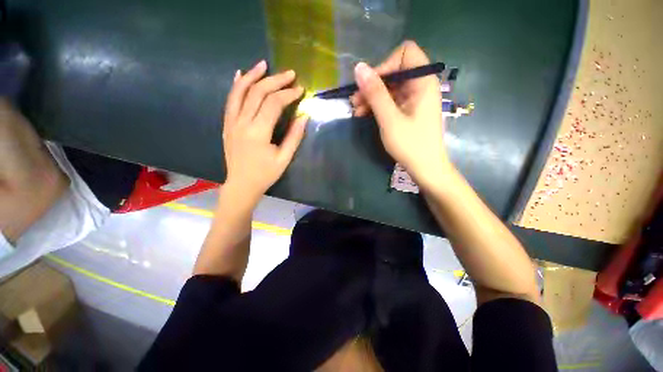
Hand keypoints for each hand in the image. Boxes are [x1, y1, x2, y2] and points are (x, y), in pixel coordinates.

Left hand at [222, 60, 306, 200]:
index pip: (273, 104)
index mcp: (258, 132)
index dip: (288, 94)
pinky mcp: (227, 124)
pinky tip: (241, 75)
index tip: (300, 90)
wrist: (241, 185)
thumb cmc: (265, 174)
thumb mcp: (284, 158)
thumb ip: (294, 137)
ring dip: (253, 76)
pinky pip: (230, 100)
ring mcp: (231, 122)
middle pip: (258, 93)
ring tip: (264, 64)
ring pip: (240, 92)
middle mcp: (242, 122)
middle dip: (275, 81)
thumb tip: (303, 116)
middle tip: (290, 74)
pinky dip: (236, 86)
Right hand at [350, 40, 449, 189]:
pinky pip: (392, 100)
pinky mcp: (409, 109)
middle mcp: (421, 85)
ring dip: (372, 96)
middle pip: (395, 71)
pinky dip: (378, 105)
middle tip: (355, 101)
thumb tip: (359, 67)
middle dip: (373, 84)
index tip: (370, 86)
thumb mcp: (389, 119)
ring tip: (356, 110)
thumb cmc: (410, 144)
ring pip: (390, 87)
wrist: (425, 168)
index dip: (385, 65)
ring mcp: (415, 98)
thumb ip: (375, 93)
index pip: (405, 53)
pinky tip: (364, 114)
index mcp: (423, 81)